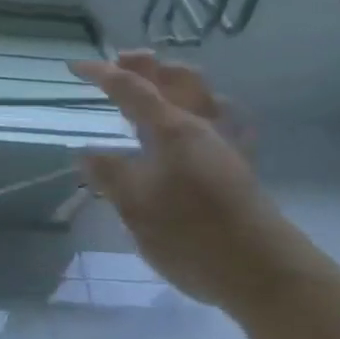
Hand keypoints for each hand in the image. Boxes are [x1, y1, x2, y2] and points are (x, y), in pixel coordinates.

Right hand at [73, 51, 314, 306]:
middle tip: (117, 64)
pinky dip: (200, 111)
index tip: (74, 67)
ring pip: (203, 96)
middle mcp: (202, 128)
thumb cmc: (193, 235)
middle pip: (177, 79)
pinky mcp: (237, 169)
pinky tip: (195, 125)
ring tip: (151, 88)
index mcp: (174, 130)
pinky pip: (220, 122)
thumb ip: (109, 174)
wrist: (264, 274)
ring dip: (175, 82)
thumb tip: (86, 152)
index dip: (102, 74)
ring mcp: (224, 147)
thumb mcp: (135, 206)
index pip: (132, 89)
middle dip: (146, 66)